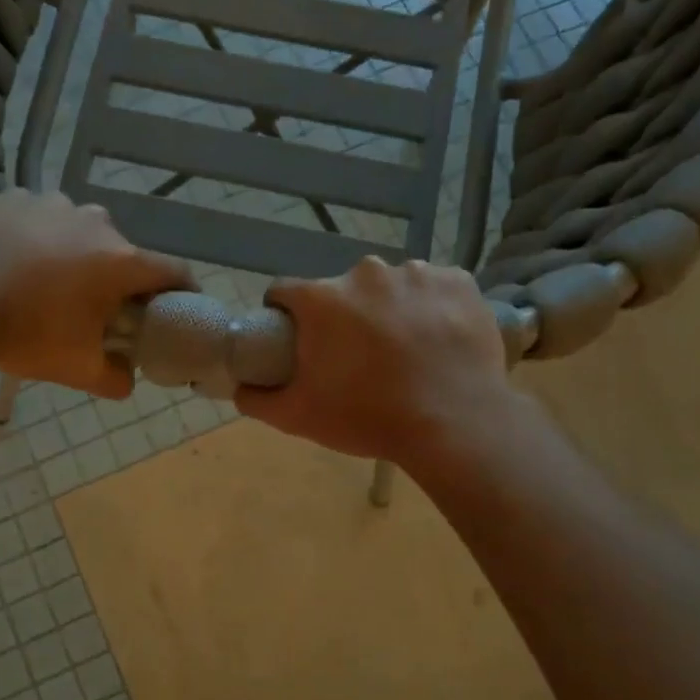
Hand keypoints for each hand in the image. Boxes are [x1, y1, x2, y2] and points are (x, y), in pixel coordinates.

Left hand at [0, 190, 193, 398]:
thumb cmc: (22, 330)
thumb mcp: (74, 368)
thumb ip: (114, 379)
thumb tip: (127, 380)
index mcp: (120, 261)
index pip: (174, 272)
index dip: (183, 292)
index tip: (178, 309)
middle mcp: (96, 222)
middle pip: (123, 254)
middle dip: (119, 281)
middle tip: (98, 311)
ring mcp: (53, 203)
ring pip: (82, 234)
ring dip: (78, 257)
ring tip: (48, 285)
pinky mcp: (14, 197)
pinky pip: (42, 221)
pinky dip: (40, 240)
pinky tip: (15, 263)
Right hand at [235, 257, 521, 470]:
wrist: (455, 425)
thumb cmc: (368, 417)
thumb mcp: (298, 417)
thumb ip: (257, 398)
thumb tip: (240, 386)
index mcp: (322, 299)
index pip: (285, 292)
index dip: (284, 316)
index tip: (297, 341)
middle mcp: (366, 273)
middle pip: (341, 290)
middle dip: (343, 316)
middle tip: (357, 357)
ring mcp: (417, 273)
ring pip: (390, 287)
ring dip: (389, 309)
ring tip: (404, 351)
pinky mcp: (459, 282)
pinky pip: (434, 288)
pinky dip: (432, 308)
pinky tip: (438, 340)